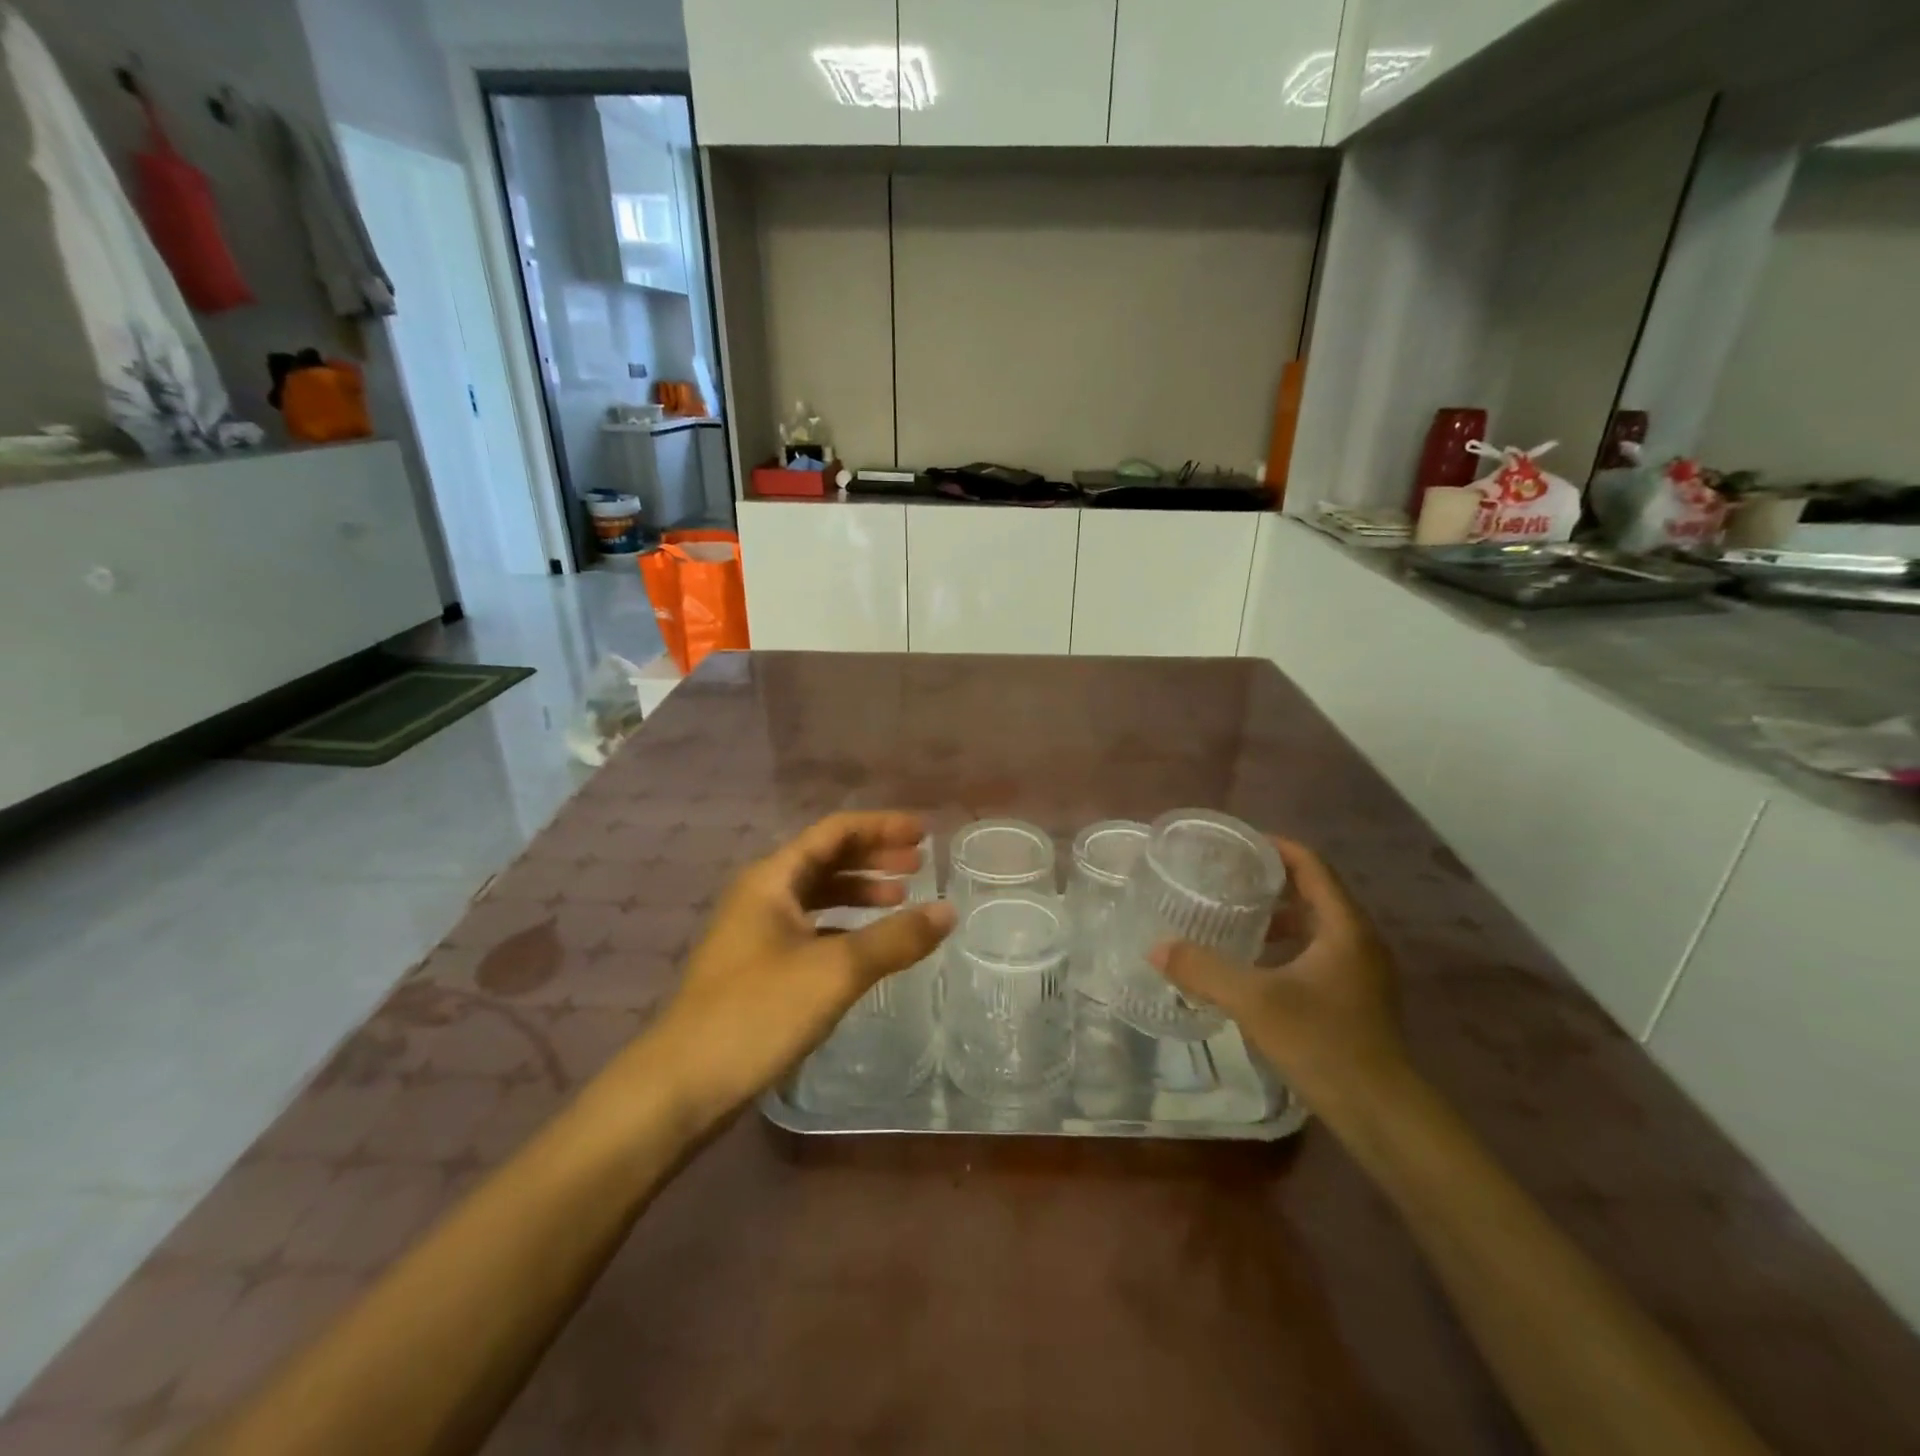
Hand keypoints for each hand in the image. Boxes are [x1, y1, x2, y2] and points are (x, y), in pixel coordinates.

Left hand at [649, 812, 955, 1124]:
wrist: (682, 1084)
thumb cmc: (758, 1012)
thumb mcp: (836, 970)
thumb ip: (895, 938)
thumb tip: (947, 911)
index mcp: (773, 879)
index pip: (834, 832)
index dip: (881, 827)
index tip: (923, 833)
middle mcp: (761, 894)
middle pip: (826, 858)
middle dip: (874, 856)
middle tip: (920, 864)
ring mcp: (755, 931)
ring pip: (817, 894)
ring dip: (859, 891)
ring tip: (902, 897)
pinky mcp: (757, 966)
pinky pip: (810, 927)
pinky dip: (844, 925)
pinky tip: (867, 944)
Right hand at [1151, 839, 1408, 1111]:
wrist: (1382, 1115)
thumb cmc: (1323, 1044)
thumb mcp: (1255, 1002)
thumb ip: (1204, 970)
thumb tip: (1157, 948)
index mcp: (1344, 927)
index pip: (1311, 865)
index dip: (1274, 847)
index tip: (1234, 844)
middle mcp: (1358, 940)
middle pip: (1313, 891)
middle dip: (1268, 882)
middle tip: (1223, 879)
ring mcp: (1361, 971)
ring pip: (1314, 925)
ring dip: (1275, 917)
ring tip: (1231, 918)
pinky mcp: (1355, 997)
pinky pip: (1316, 953)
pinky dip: (1284, 947)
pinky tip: (1252, 967)